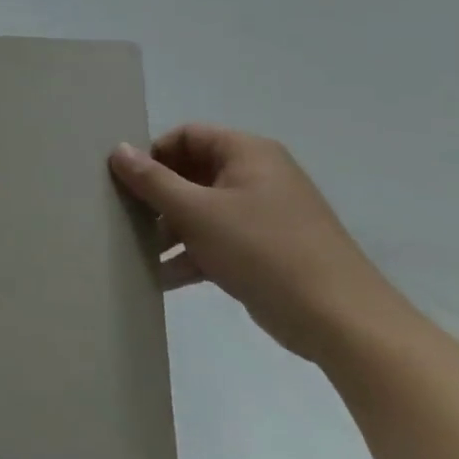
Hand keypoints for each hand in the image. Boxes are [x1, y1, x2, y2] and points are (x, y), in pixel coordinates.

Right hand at [110, 125, 399, 361]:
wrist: (341, 322)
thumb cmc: (264, 250)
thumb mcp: (197, 212)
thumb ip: (153, 180)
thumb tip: (117, 149)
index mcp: (247, 153)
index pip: (186, 136)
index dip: (152, 154)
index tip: (124, 182)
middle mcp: (256, 176)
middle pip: (190, 173)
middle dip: (156, 197)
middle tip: (123, 218)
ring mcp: (262, 215)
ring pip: (200, 210)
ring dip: (167, 230)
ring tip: (135, 251)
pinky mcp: (263, 251)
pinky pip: (215, 241)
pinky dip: (189, 254)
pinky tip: (160, 277)